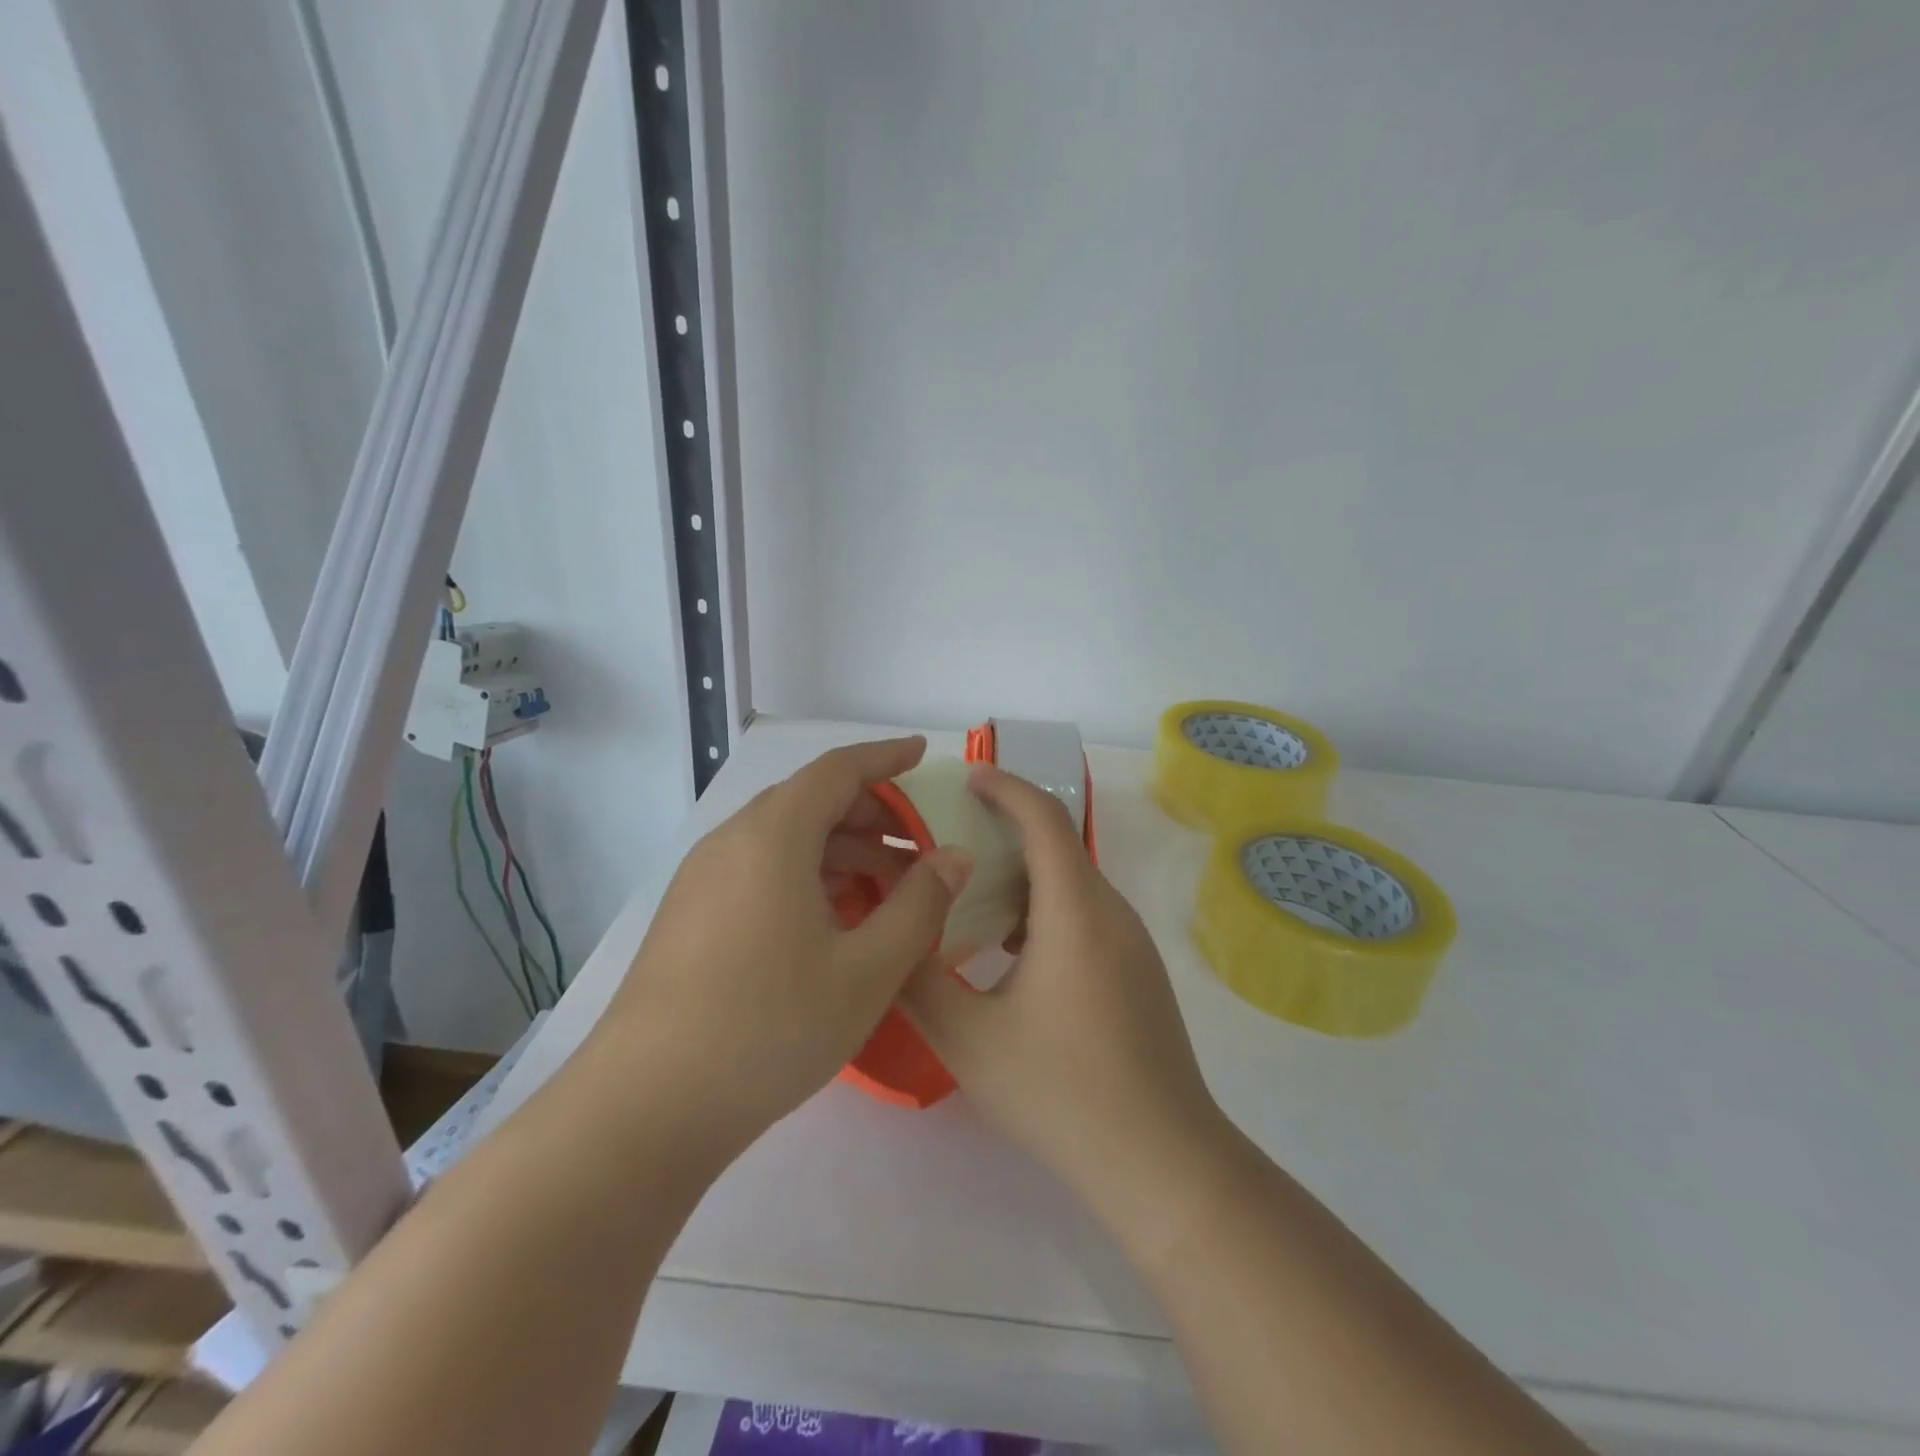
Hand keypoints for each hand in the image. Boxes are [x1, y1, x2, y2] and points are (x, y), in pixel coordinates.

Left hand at [602, 737, 971, 1156]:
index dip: (885, 757)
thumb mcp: (867, 970)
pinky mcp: (690, 914)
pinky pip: (760, 870)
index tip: (922, 753)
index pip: (838, 769)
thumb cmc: (770, 1027)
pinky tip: (834, 921)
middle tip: (918, 846)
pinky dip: (807, 875)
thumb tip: (954, 857)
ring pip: (785, 839)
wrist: (646, 1107)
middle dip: (870, 814)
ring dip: (841, 850)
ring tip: (887, 891)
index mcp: (773, 835)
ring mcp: (703, 878)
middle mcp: (732, 841)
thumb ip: (920, 905)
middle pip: (810, 801)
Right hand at [901, 766, 1224, 1213]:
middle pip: (1058, 846)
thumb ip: (917, 979)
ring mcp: (1132, 943)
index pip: (1043, 818)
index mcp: (1075, 911)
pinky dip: (1044, 909)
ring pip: (1072, 884)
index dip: (1005, 786)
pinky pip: (1086, 915)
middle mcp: (1111, 912)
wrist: (1161, 1161)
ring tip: (968, 895)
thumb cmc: (1060, 1092)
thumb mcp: (968, 1038)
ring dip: (1023, 875)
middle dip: (1004, 830)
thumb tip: (888, 933)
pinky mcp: (1138, 971)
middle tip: (948, 839)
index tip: (966, 776)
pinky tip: (1008, 951)